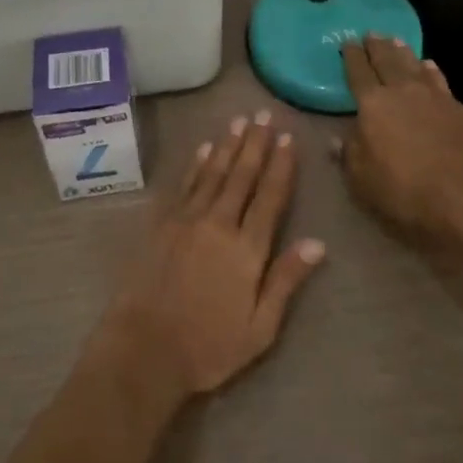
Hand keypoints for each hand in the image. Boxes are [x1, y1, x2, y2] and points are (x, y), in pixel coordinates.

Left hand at [99, 111, 325, 400]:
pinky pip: (183, 185)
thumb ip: (286, 281)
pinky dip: (195, 164)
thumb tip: (317, 243)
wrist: (145, 348)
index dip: (281, 166)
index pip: (270, 197)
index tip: (288, 138)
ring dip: (227, 145)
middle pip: (241, 176)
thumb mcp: (260, 328)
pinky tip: (203, 148)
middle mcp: (218, 224)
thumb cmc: (209, 347)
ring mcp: (187, 220)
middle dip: (255, 143)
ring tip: (238, 121)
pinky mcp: (161, 223)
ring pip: (213, 173)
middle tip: (263, 114)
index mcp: (247, 249)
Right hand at [336, 35, 462, 239]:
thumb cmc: (404, 189)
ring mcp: (436, 98)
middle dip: (378, 46)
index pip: (358, 73)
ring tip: (398, 42)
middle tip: (372, 34)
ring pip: (416, 66)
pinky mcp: (462, 110)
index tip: (348, 42)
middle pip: (388, 61)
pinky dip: (432, 71)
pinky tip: (431, 67)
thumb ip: (349, 155)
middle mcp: (403, 92)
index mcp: (373, 104)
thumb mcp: (361, 180)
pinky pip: (440, 81)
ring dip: (405, 53)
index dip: (352, 57)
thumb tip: (336, 140)